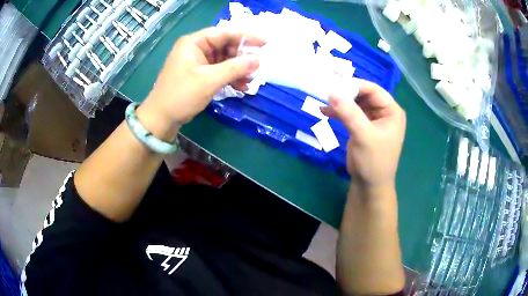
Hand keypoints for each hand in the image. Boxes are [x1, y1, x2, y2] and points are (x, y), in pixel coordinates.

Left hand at [140, 27, 263, 128]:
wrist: (161, 118)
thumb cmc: (181, 95)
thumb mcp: (209, 80)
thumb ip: (235, 68)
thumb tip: (258, 60)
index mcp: (194, 43)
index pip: (224, 33)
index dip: (245, 37)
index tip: (264, 43)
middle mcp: (196, 48)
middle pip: (225, 46)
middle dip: (242, 56)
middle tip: (258, 65)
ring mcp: (197, 62)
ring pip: (224, 59)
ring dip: (238, 69)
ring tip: (251, 80)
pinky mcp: (199, 74)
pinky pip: (219, 70)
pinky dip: (230, 77)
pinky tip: (241, 86)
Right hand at [321, 79, 405, 188]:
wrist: (369, 185)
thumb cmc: (373, 161)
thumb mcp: (364, 136)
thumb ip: (349, 113)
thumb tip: (332, 93)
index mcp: (392, 111)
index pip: (374, 90)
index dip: (355, 85)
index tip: (335, 84)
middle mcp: (383, 112)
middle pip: (363, 95)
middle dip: (346, 93)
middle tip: (326, 91)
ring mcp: (372, 119)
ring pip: (355, 103)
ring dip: (340, 102)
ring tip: (323, 99)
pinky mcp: (361, 127)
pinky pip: (349, 114)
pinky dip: (338, 112)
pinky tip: (324, 111)